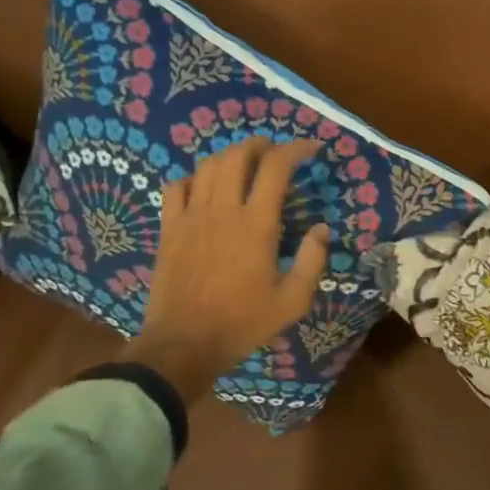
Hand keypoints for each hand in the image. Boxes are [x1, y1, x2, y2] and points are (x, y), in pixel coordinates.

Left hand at [129, 137, 330, 404]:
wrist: (184, 344)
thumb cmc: (242, 323)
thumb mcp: (292, 301)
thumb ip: (312, 261)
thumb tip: (320, 228)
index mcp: (256, 223)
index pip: (276, 166)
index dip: (295, 149)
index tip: (311, 149)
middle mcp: (223, 209)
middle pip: (237, 155)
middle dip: (259, 145)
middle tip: (273, 152)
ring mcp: (191, 216)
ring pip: (207, 166)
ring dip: (228, 157)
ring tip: (241, 165)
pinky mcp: (169, 228)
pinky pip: (176, 187)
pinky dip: (193, 179)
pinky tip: (202, 189)